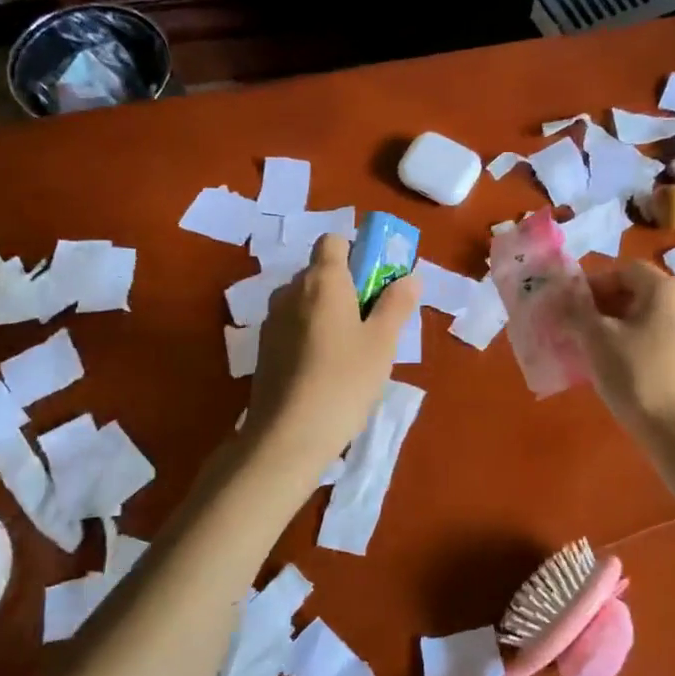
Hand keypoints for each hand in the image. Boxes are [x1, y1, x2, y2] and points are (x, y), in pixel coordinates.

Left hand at [244, 234, 418, 471]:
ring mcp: (272, 320)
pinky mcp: (264, 349)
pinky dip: (311, 334)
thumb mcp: (382, 343)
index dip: (357, 252)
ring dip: (328, 312)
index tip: (377, 280)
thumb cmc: (344, 381)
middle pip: (320, 271)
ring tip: (351, 349)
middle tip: (374, 320)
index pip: (333, 240)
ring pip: (305, 301)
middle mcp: (291, 291)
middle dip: (347, 286)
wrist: (288, 435)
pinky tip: (326, 368)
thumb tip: (411, 276)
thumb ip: (397, 304)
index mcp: (322, 281)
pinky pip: (293, 325)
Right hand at [563, 262, 674, 447]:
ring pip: (651, 319)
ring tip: (597, 352)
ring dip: (622, 328)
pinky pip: (664, 341)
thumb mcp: (596, 340)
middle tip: (579, 330)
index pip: (624, 270)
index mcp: (667, 290)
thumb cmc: (636, 376)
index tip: (572, 308)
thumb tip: (563, 297)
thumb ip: (577, 311)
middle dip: (606, 308)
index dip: (594, 284)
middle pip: (639, 293)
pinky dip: (641, 346)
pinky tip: (624, 370)